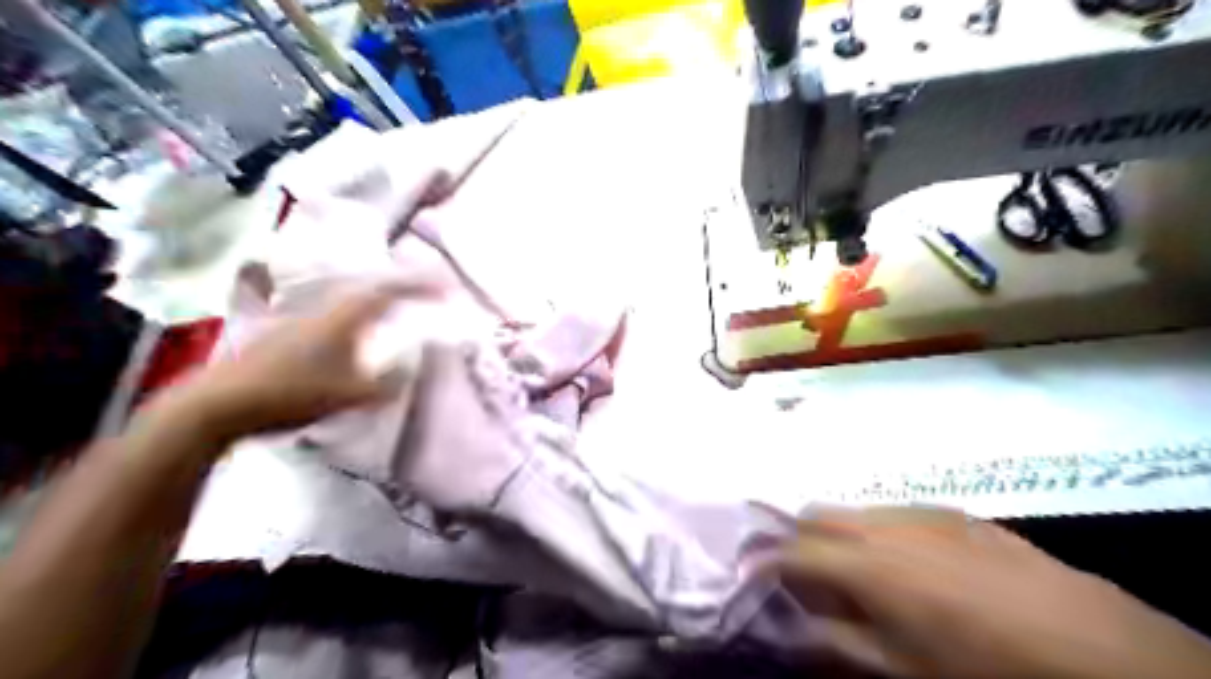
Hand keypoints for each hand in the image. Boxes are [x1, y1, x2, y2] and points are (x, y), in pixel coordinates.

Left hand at [168, 284, 409, 439]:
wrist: (218, 404)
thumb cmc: (290, 394)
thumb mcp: (348, 395)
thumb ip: (385, 384)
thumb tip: (410, 371)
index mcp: (342, 320)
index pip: (388, 294)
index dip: (419, 287)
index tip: (445, 287)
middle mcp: (322, 313)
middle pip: (367, 291)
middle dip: (398, 290)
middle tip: (421, 296)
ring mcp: (299, 322)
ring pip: (348, 306)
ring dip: (375, 307)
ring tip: (394, 317)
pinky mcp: (284, 337)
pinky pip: (333, 321)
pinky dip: (355, 323)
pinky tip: (353, 343)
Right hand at [766, 503, 1209, 678]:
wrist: (1092, 644)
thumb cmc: (983, 668)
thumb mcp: (902, 670)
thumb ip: (835, 642)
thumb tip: (788, 628)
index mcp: (864, 564)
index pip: (791, 551)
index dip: (762, 561)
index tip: (746, 573)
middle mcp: (881, 524)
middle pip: (814, 515)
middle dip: (792, 538)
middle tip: (795, 572)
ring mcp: (918, 511)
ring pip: (852, 509)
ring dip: (834, 533)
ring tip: (849, 569)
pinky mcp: (950, 511)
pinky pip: (892, 510)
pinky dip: (875, 529)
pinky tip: (904, 561)